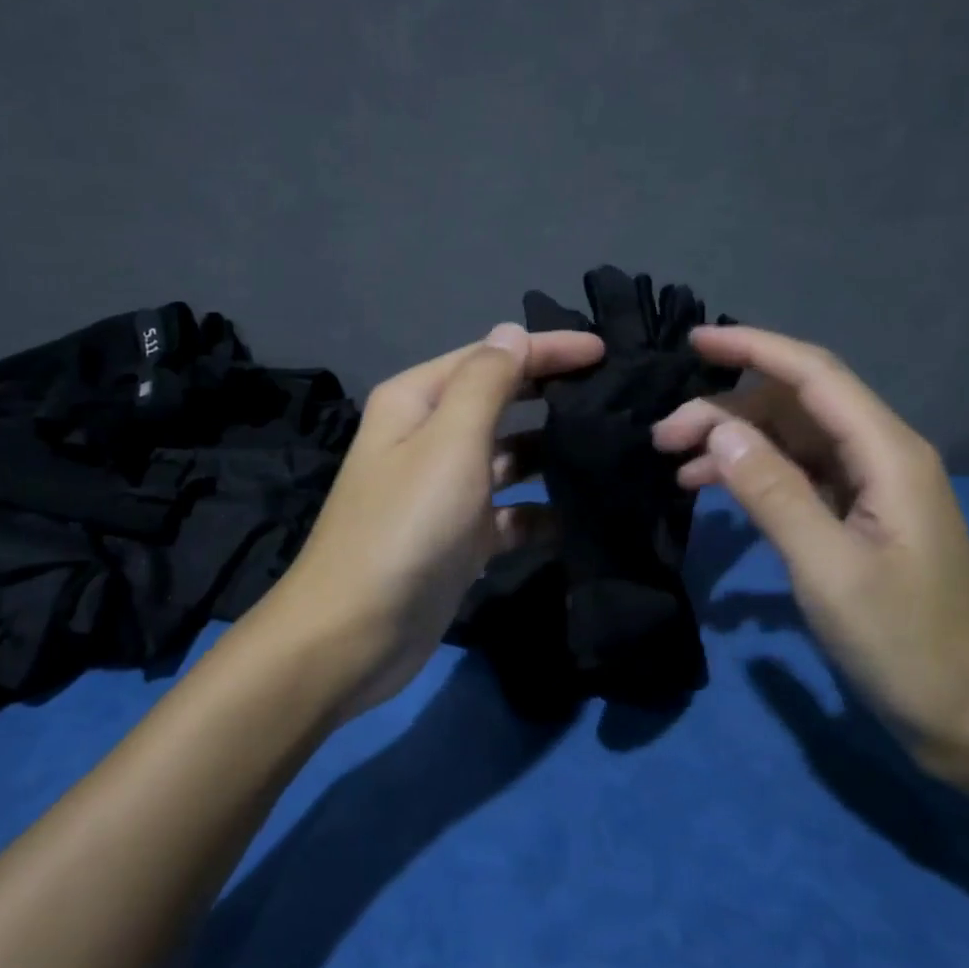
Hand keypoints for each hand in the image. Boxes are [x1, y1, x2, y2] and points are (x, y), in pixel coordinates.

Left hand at [273, 322, 604, 717]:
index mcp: (418, 401)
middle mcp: (429, 437)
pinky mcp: (461, 537)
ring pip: (510, 457)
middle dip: (551, 395)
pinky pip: (511, 512)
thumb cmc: (405, 526)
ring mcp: (445, 490)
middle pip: (501, 402)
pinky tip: (583, 514)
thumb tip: (511, 332)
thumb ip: (486, 382)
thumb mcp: (449, 442)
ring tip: (611, 449)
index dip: (547, 349)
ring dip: (552, 452)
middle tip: (613, 395)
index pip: (491, 357)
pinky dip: (542, 511)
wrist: (355, 634)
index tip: (605, 352)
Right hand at [651, 324, 968, 754]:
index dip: (753, 348)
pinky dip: (753, 475)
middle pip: (793, 405)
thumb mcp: (829, 570)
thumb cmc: (908, 643)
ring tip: (675, 465)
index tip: (694, 341)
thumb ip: (774, 493)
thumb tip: (719, 431)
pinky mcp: (858, 518)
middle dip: (725, 410)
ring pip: (791, 439)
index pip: (813, 375)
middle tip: (662, 437)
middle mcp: (880, 455)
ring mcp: (870, 487)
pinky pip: (797, 475)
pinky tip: (714, 490)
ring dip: (734, 443)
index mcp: (886, 453)